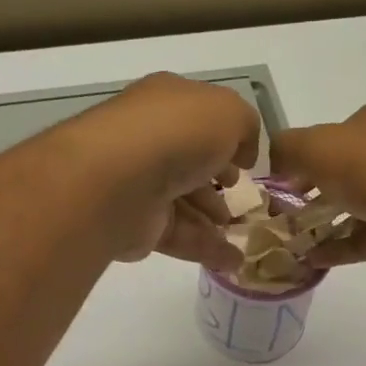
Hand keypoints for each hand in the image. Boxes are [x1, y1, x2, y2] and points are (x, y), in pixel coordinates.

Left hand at [59, 73, 258, 272]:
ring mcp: (141, 184)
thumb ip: (246, 127)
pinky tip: (233, 261)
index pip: (199, 119)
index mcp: (167, 103)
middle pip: (190, 162)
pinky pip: (180, 236)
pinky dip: (207, 249)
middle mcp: (151, 140)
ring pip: (186, 202)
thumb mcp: (228, 113)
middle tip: (243, 202)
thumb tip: (243, 154)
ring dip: (215, 220)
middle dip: (218, 182)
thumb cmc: (176, 134)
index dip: (226, 139)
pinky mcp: (139, 225)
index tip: (246, 164)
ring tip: (242, 235)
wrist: (119, 181)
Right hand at [270, 98, 365, 273]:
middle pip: (343, 173)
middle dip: (310, 197)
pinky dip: (340, 247)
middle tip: (281, 220)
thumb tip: (271, 162)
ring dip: (323, 227)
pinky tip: (313, 261)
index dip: (300, 161)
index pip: (331, 137)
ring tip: (292, 246)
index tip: (275, 188)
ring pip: (355, 208)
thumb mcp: (320, 147)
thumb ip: (288, 149)